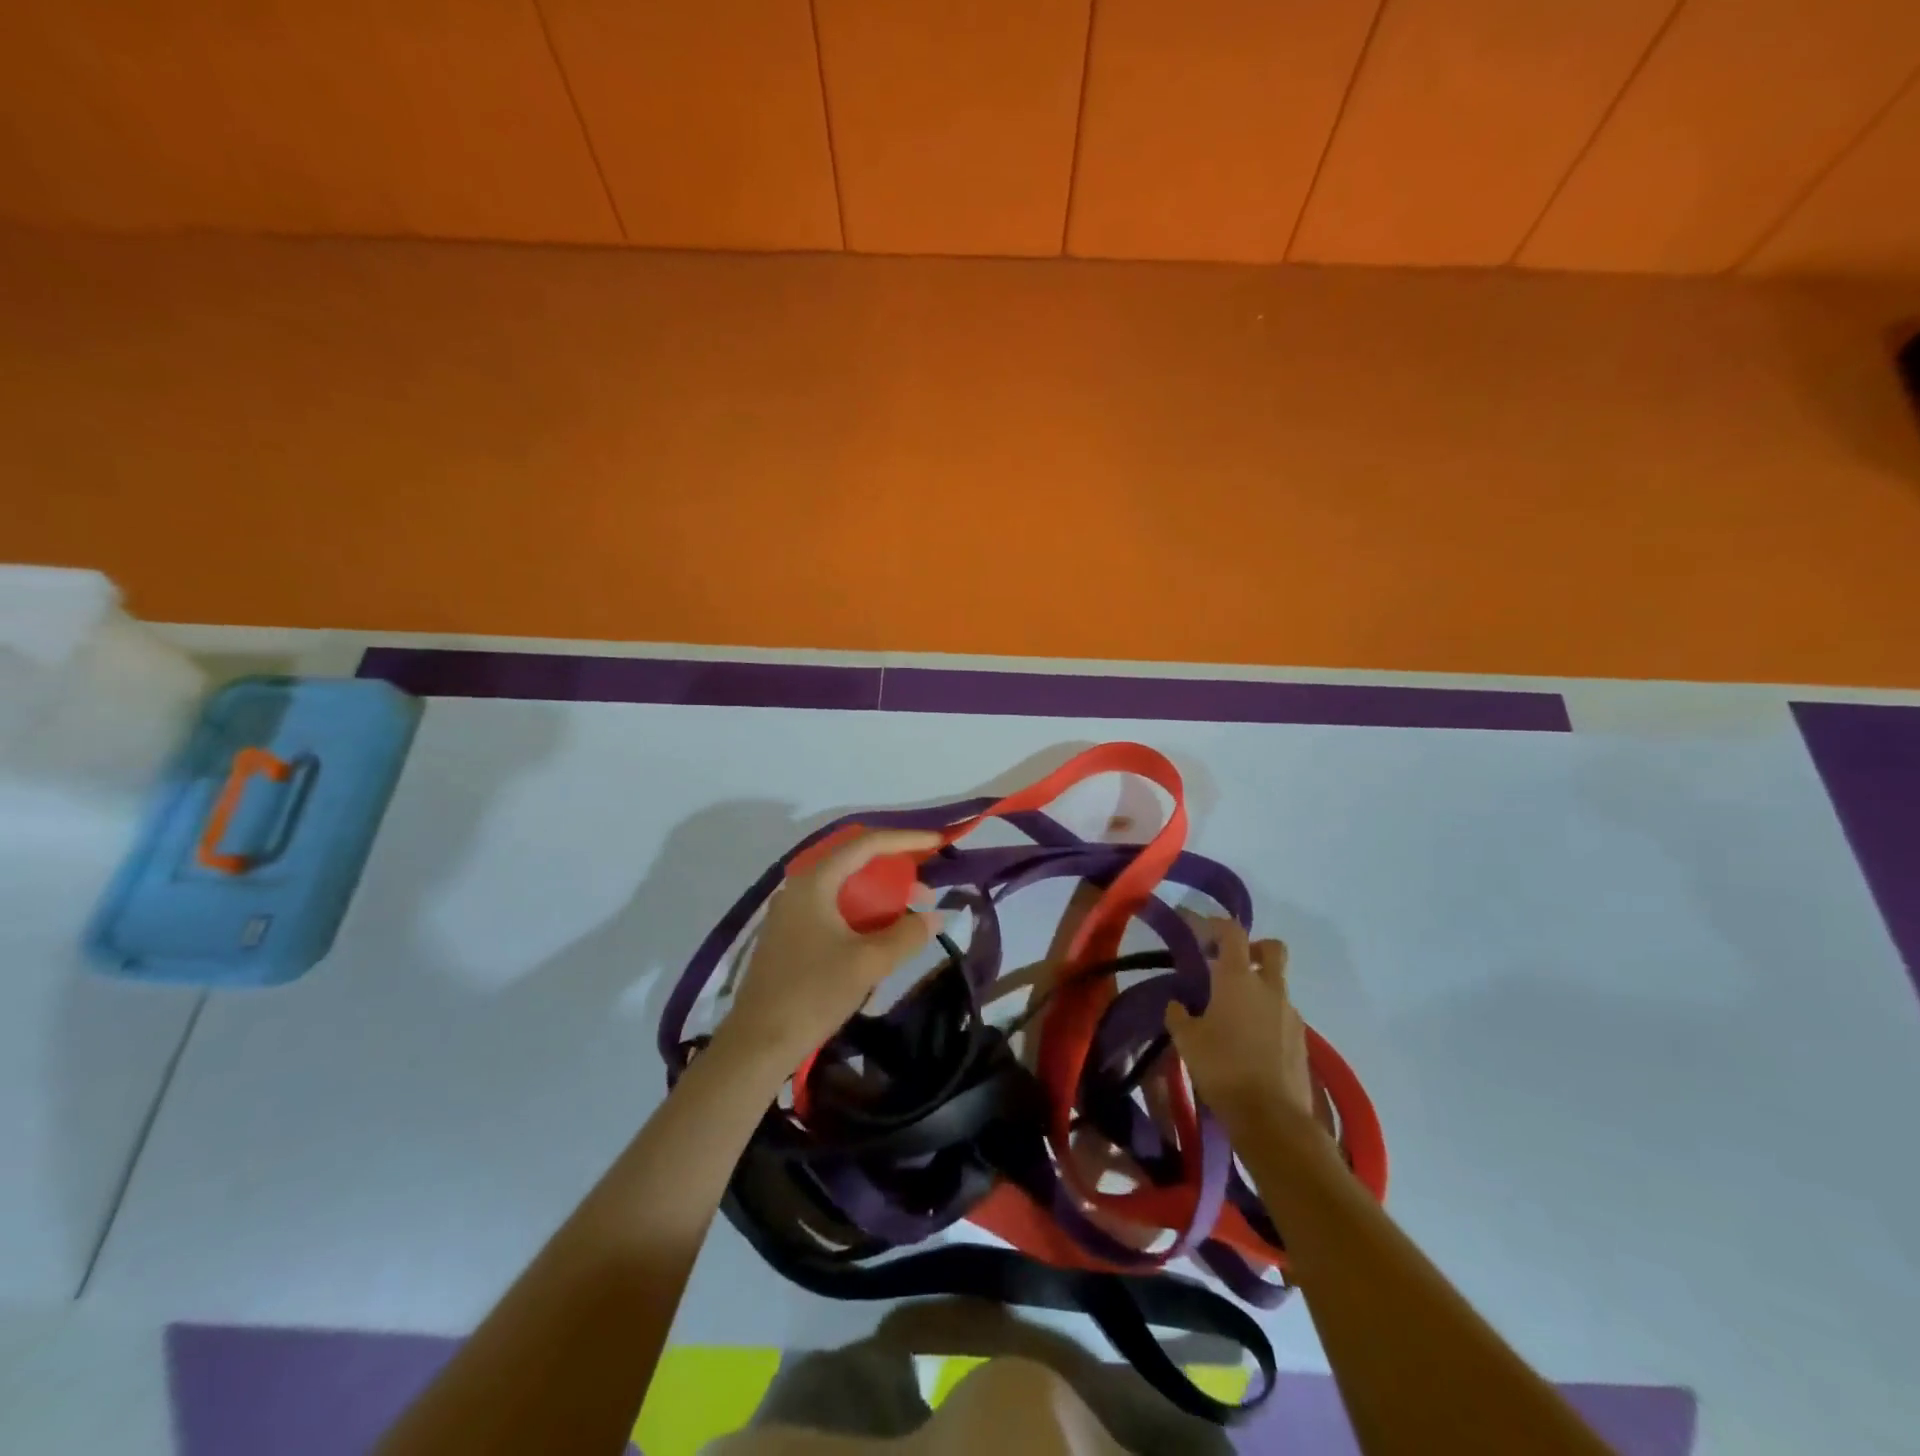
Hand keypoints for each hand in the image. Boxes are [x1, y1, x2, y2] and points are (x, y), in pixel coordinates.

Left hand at [718, 829, 943, 1075]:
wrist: (757, 1045)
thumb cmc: (812, 994)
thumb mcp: (868, 963)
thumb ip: (906, 935)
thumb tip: (935, 915)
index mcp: (814, 882)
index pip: (865, 844)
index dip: (905, 839)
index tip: (937, 841)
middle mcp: (799, 888)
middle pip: (854, 864)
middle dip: (894, 873)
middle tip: (925, 892)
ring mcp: (790, 913)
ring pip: (843, 890)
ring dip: (879, 898)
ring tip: (908, 917)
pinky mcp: (789, 937)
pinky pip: (832, 911)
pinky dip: (860, 915)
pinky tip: (878, 938)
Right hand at [1166, 916, 1319, 1129]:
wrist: (1273, 1120)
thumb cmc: (1223, 1069)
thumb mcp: (1187, 1041)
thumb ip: (1179, 1015)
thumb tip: (1178, 1005)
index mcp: (1238, 979)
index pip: (1232, 932)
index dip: (1214, 924)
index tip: (1197, 928)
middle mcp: (1269, 988)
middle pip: (1271, 949)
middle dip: (1252, 948)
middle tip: (1229, 964)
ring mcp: (1290, 1015)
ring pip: (1277, 986)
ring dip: (1258, 989)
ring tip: (1232, 1015)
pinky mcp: (1302, 1041)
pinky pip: (1282, 1016)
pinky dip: (1267, 1018)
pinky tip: (1249, 1043)